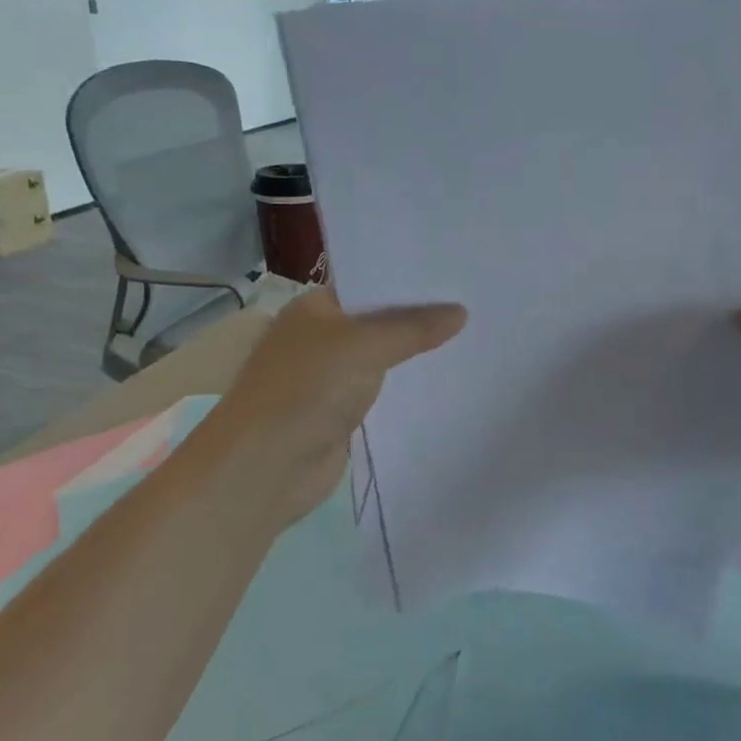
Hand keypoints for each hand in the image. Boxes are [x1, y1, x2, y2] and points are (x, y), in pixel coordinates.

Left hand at [196, 288, 465, 535]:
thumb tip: (460, 312)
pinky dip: (407, 387)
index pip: (369, 282)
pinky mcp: (342, 413)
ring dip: (416, 354)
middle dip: (420, 316)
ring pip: (383, 357)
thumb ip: (413, 328)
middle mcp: (322, 337)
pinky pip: (382, 391)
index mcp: (316, 307)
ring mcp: (331, 377)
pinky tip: (444, 379)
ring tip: (472, 336)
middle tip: (475, 301)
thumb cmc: (307, 389)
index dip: (409, 278)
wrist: (266, 467)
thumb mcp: (365, 346)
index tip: (456, 273)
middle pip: (379, 320)